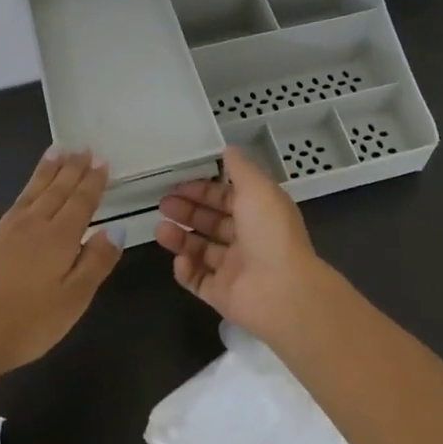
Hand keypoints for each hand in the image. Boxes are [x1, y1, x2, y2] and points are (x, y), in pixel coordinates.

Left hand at [0, 149, 120, 381]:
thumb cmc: (26, 325)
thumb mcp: (74, 300)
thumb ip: (96, 262)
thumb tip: (116, 229)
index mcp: (59, 238)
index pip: (81, 202)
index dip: (93, 182)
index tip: (101, 160)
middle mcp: (30, 226)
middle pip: (55, 192)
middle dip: (71, 169)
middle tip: (82, 148)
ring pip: (25, 196)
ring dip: (41, 175)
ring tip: (53, 153)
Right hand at [154, 145, 336, 340]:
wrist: (282, 291)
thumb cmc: (270, 233)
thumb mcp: (257, 188)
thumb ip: (240, 168)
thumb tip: (228, 148)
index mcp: (259, 213)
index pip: (227, 198)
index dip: (203, 190)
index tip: (178, 185)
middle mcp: (248, 239)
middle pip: (212, 222)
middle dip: (187, 211)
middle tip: (163, 204)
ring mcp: (234, 269)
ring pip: (201, 250)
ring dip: (180, 238)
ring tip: (160, 230)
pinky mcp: (222, 294)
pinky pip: (198, 280)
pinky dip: (186, 269)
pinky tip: (180, 259)